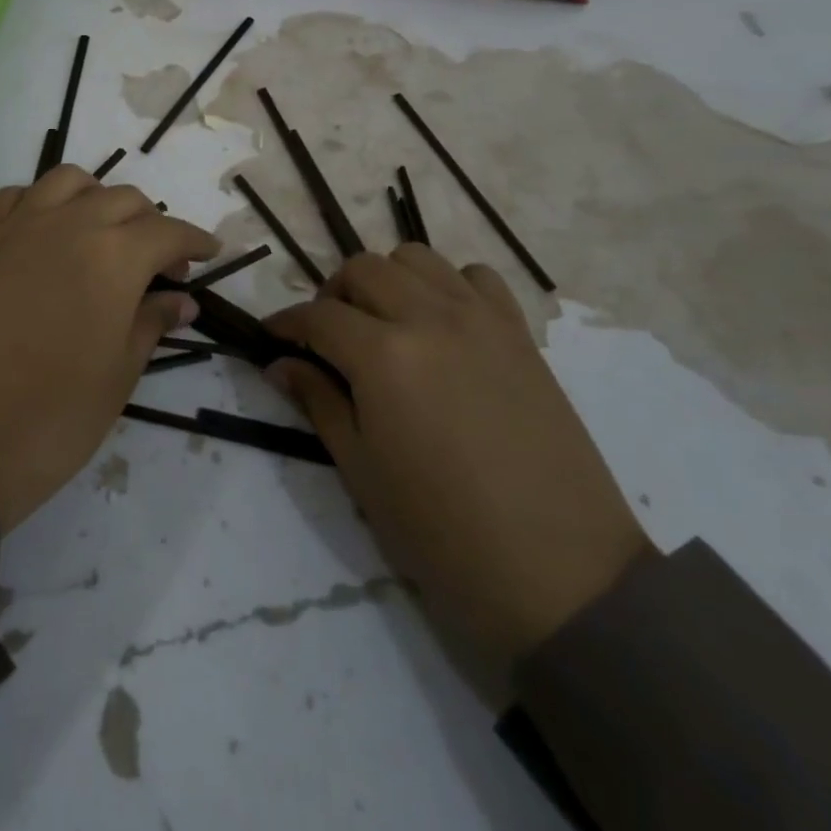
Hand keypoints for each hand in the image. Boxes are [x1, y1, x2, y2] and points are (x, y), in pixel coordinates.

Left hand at [0, 166, 218, 532]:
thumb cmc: (51, 417)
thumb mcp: (118, 375)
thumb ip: (151, 324)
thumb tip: (181, 301)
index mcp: (114, 256)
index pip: (168, 232)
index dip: (195, 241)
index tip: (210, 254)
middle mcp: (69, 224)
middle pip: (124, 200)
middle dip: (152, 225)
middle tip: (160, 267)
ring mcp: (18, 225)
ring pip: (70, 181)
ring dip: (99, 200)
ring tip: (104, 237)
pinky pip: (18, 196)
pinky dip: (43, 202)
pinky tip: (47, 232)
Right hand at [267, 247, 650, 668]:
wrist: (559, 573)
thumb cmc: (442, 532)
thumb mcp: (361, 470)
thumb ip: (318, 402)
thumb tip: (280, 364)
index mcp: (383, 356)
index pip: (317, 316)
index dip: (286, 323)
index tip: (271, 337)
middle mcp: (430, 317)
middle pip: (363, 269)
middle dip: (332, 294)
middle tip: (327, 336)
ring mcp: (481, 318)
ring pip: (417, 258)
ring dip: (386, 279)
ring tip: (382, 323)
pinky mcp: (519, 332)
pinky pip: (476, 276)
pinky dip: (447, 285)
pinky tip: (442, 325)